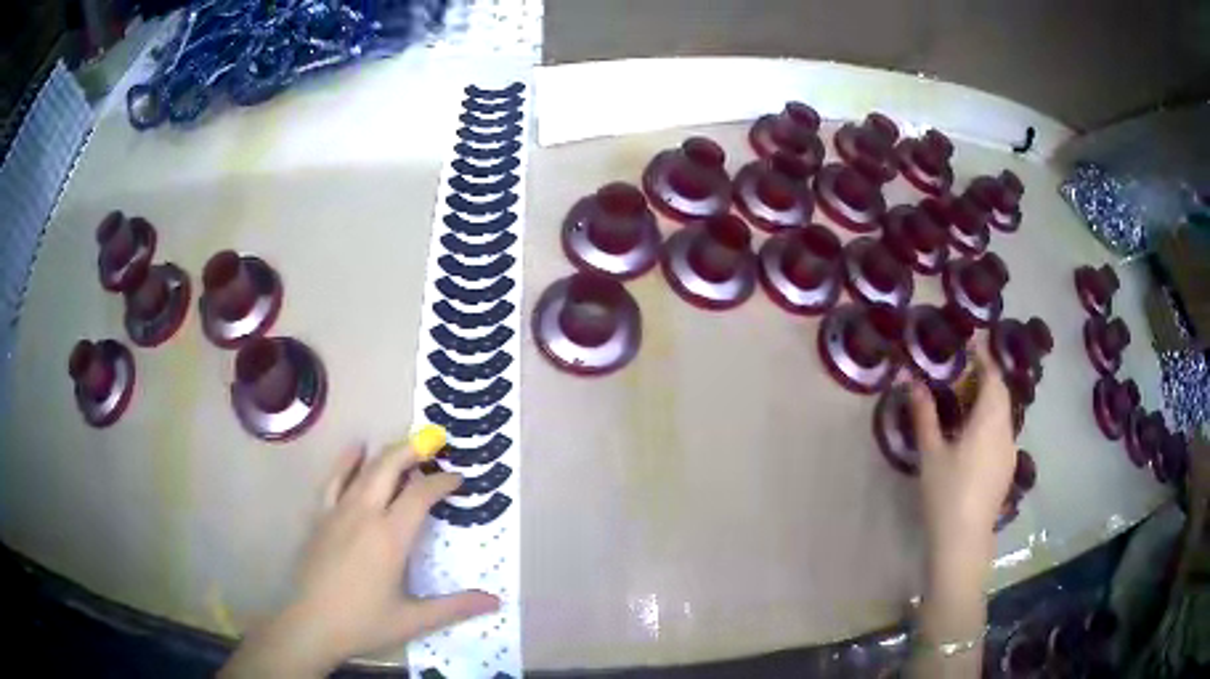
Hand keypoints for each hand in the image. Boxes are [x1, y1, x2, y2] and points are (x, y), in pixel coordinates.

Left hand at [221, 441, 498, 677]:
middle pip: (389, 467)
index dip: (442, 482)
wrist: (311, 625)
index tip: (459, 479)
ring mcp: (338, 512)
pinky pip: (334, 480)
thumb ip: (454, 607)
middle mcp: (364, 514)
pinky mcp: (320, 517)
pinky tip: (356, 449)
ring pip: (364, 470)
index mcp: (390, 537)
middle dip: (414, 450)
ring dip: (387, 453)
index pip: (420, 495)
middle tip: (435, 443)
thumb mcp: (413, 620)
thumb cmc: (364, 623)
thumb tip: (495, 600)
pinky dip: (347, 461)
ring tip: (406, 445)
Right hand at [910, 342, 1015, 572]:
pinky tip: (975, 434)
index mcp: (990, 421)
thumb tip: (911, 380)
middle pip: (1002, 393)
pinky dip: (992, 420)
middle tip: (965, 370)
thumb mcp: (931, 453)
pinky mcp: (1007, 469)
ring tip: (968, 399)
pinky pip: (1003, 431)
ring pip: (1004, 414)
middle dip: (987, 376)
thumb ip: (924, 414)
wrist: (964, 539)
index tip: (972, 341)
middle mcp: (1006, 430)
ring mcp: (1010, 451)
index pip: (993, 377)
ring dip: (990, 399)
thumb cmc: (946, 493)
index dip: (984, 356)